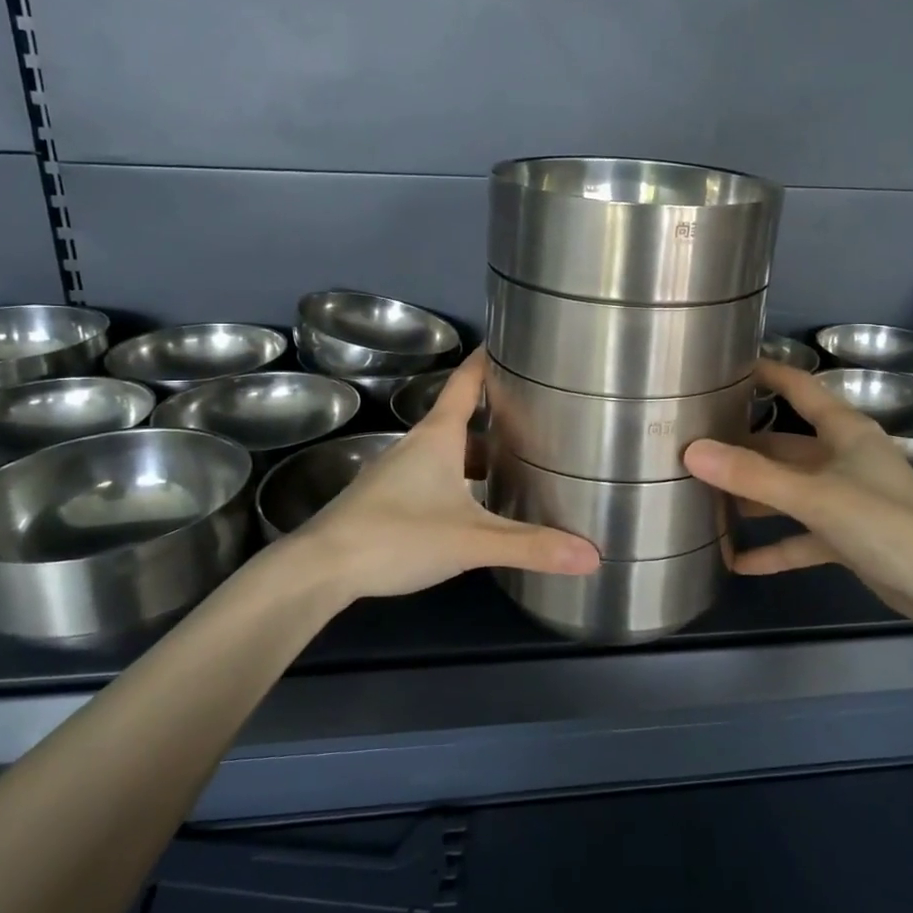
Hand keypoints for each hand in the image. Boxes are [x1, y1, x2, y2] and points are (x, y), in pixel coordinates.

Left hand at [290, 351, 599, 599]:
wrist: (320, 569)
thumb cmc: (397, 535)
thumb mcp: (471, 540)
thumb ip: (530, 546)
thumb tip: (592, 555)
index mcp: (438, 436)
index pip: (467, 382)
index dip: (489, 359)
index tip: (517, 343)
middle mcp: (418, 446)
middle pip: (463, 418)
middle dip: (499, 413)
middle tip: (541, 415)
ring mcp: (399, 474)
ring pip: (450, 452)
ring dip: (481, 452)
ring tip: (520, 462)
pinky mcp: (390, 501)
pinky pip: (437, 477)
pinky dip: (463, 481)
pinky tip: (479, 506)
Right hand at [683, 362, 912, 631]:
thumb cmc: (884, 522)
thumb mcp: (813, 495)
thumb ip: (752, 475)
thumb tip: (692, 451)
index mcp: (845, 431)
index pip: (799, 388)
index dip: (767, 374)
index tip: (725, 367)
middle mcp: (845, 458)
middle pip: (785, 445)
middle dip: (744, 448)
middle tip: (696, 446)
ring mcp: (848, 499)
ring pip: (790, 491)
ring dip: (754, 498)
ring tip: (705, 499)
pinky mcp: (849, 537)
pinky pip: (802, 536)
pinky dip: (774, 546)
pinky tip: (737, 561)